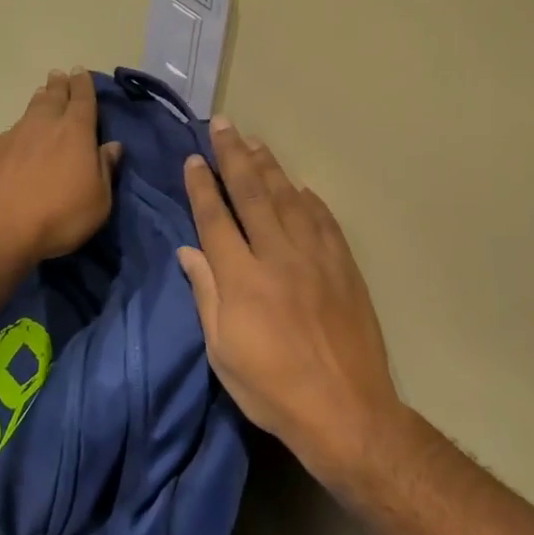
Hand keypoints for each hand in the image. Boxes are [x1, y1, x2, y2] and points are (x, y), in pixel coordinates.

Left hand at [0, 69, 121, 271]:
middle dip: (60, 85)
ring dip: (40, 100)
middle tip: (60, 76)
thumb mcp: (97, 202)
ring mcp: (14, 136)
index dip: (83, 85)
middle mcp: (44, 125)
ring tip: (43, 95)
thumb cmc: (58, 218)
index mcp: (75, 132)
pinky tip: (21, 137)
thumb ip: (105, 170)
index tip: (81, 72)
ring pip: (31, 110)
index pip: (82, 99)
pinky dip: (22, 128)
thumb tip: (113, 146)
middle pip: (53, 96)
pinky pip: (13, 131)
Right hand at [179, 121, 399, 484]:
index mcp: (241, 278)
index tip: (194, 158)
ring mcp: (316, 258)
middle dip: (234, 156)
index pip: (216, 218)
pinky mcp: (344, 267)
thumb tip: (188, 251)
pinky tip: (300, 187)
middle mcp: (277, 256)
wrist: (345, 410)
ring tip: (256, 142)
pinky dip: (309, 200)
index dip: (203, 186)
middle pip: (252, 194)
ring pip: (288, 199)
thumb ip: (206, 294)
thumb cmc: (271, 388)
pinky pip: (324, 221)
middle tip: (223, 125)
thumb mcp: (222, 351)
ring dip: (270, 167)